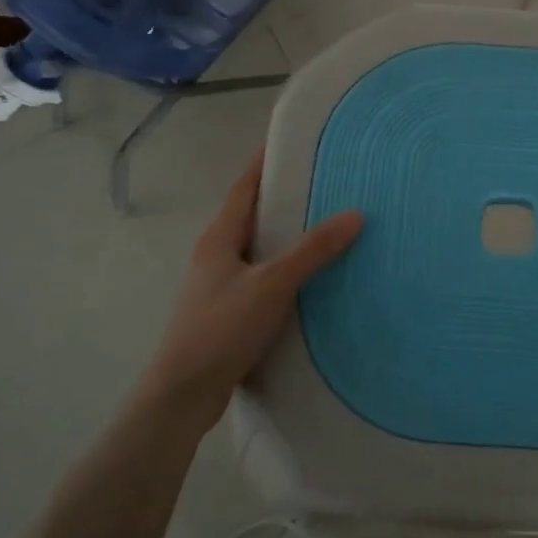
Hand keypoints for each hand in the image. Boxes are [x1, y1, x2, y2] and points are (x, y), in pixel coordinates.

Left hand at [146, 149, 361, 432]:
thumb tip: (355, 214)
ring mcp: (218, 285)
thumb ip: (313, 250)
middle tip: (323, 183)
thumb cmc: (222, 329)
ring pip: (257, 249)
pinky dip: (284, 268)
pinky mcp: (227, 313)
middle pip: (251, 215)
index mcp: (219, 237)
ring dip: (285, 236)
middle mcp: (216, 255)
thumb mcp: (272, 284)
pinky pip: (261, 277)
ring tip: (325, 226)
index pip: (243, 187)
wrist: (183, 395)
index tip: (290, 142)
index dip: (263, 163)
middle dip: (282, 198)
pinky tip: (309, 279)